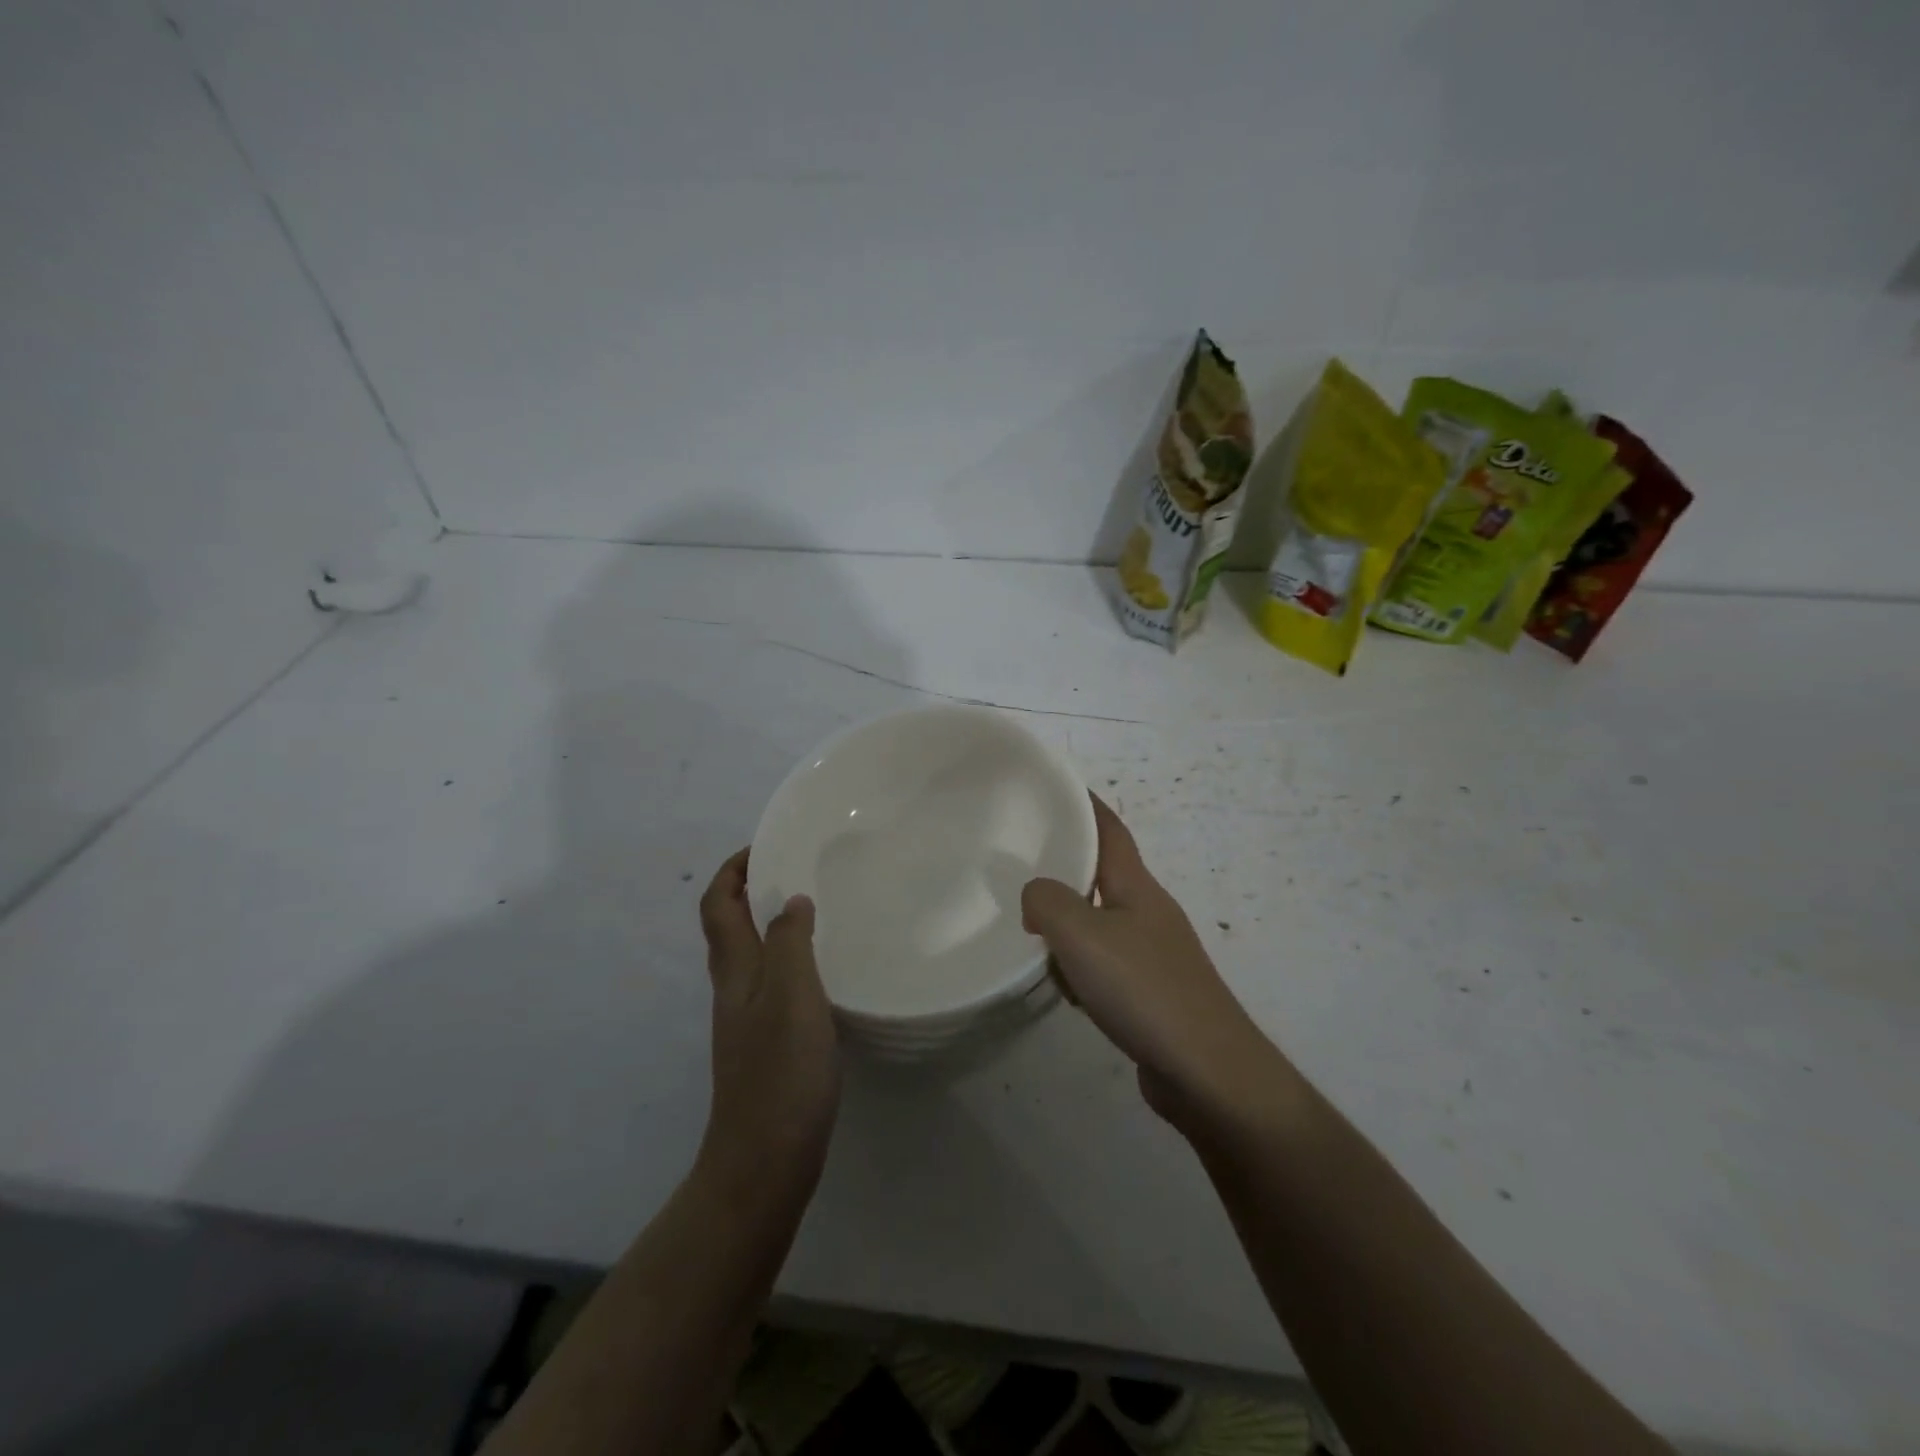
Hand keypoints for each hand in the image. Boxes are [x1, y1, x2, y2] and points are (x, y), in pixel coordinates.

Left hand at [696, 850, 841, 1188]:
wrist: (765, 1161)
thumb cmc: (781, 1072)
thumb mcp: (792, 995)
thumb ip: (789, 942)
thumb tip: (790, 901)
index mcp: (736, 971)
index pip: (717, 906)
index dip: (732, 872)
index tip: (765, 846)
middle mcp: (734, 990)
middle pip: (728, 928)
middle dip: (751, 891)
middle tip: (796, 871)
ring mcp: (747, 1021)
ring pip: (751, 956)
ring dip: (770, 924)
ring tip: (814, 910)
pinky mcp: (766, 1046)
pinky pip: (772, 984)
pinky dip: (789, 961)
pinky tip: (822, 971)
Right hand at [1022, 797, 1280, 1127]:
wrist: (1208, 1073)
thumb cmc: (1144, 990)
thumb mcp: (1082, 935)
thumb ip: (1047, 902)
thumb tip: (1036, 898)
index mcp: (1137, 887)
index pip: (1109, 829)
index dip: (1085, 803)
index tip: (1056, 786)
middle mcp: (1149, 913)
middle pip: (1103, 875)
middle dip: (1066, 868)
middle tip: (1022, 866)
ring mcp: (1155, 955)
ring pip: (1100, 923)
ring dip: (1069, 927)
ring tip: (1033, 938)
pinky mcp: (1153, 994)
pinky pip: (1106, 965)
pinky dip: (1082, 968)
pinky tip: (1068, 991)